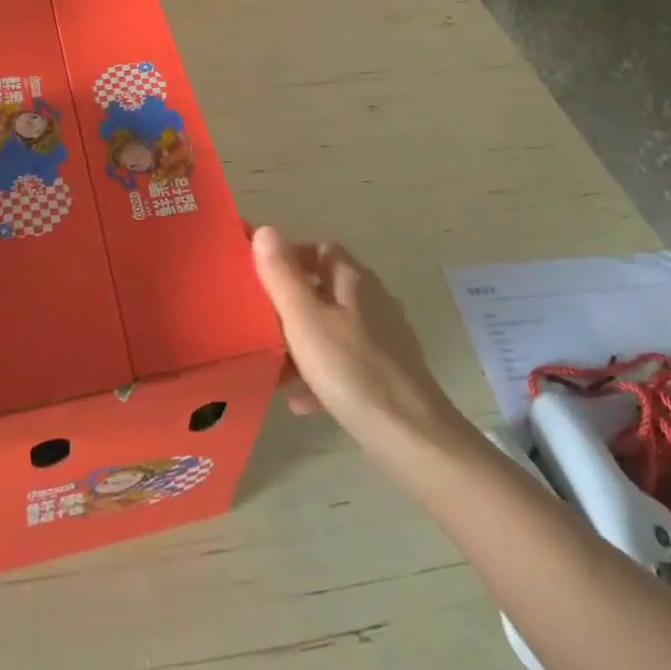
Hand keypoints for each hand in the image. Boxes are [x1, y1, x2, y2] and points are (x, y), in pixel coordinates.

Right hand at [251, 226, 470, 455]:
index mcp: (354, 281)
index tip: (258, 275)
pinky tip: (299, 400)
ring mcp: (383, 340)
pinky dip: (320, 375)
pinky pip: (344, 365)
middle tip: (258, 321)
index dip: (289, 256)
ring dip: (302, 342)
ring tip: (273, 365)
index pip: (320, 250)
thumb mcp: (305, 321)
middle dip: (291, 303)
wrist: (412, 438)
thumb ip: (282, 276)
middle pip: (325, 289)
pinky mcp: (387, 375)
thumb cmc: (352, 371)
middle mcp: (373, 302)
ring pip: (333, 329)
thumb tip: (265, 230)